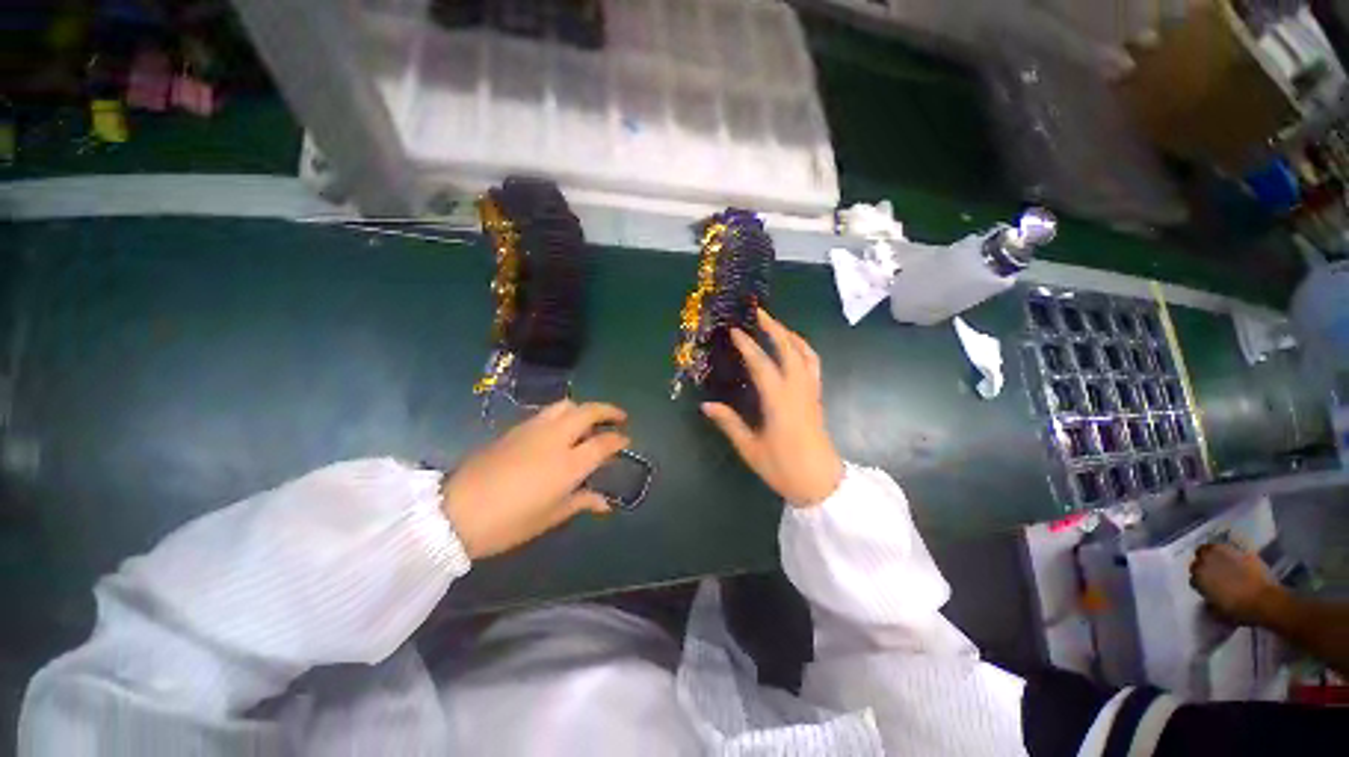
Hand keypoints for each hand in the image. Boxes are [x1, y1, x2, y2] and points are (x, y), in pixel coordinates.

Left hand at [441, 401, 628, 558]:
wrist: (455, 512)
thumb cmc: (509, 523)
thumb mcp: (550, 516)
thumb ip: (581, 502)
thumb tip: (604, 502)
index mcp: (568, 464)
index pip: (603, 442)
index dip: (618, 439)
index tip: (626, 439)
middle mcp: (555, 439)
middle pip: (588, 411)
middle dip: (608, 410)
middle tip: (619, 417)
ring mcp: (534, 429)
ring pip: (566, 405)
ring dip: (584, 408)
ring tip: (590, 419)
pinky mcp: (515, 429)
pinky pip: (547, 413)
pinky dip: (563, 414)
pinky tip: (561, 428)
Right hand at [702, 309, 843, 506]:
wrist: (821, 485)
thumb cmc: (784, 468)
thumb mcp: (750, 448)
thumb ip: (729, 423)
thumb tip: (706, 405)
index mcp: (779, 402)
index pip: (761, 364)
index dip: (747, 345)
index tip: (735, 330)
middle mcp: (797, 390)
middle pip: (789, 349)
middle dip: (774, 328)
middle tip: (759, 312)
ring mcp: (811, 392)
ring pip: (806, 354)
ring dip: (791, 335)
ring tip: (776, 325)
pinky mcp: (816, 397)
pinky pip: (813, 364)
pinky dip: (803, 349)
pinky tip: (793, 349)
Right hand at [1190, 542, 1287, 626]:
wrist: (1266, 600)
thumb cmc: (1240, 610)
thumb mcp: (1220, 613)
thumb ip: (1210, 603)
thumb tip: (1209, 601)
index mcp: (1199, 577)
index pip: (1194, 577)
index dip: (1200, 582)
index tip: (1207, 588)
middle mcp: (1207, 561)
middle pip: (1200, 558)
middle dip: (1204, 563)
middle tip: (1213, 573)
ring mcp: (1224, 554)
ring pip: (1211, 549)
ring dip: (1213, 555)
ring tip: (1221, 563)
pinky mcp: (1240, 551)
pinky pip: (1229, 549)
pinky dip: (1229, 553)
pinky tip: (1236, 562)